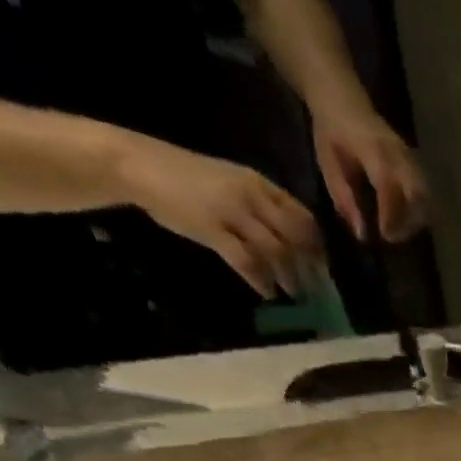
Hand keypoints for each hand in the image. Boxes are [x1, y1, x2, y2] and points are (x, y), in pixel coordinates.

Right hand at [117, 136, 321, 297]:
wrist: (138, 165)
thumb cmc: (189, 178)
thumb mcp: (233, 184)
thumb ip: (263, 207)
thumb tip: (295, 242)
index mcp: (259, 184)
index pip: (303, 217)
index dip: (317, 246)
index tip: (322, 267)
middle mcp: (250, 196)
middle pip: (295, 238)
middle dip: (310, 267)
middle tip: (315, 289)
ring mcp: (231, 212)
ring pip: (276, 252)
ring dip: (289, 278)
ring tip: (294, 294)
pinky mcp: (212, 230)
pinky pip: (247, 262)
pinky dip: (262, 281)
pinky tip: (268, 293)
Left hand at [310, 103, 428, 242]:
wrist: (342, 98)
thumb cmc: (331, 132)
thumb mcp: (328, 164)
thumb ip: (344, 198)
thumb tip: (361, 234)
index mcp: (373, 150)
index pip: (389, 186)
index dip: (391, 215)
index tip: (385, 236)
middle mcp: (397, 154)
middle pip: (417, 195)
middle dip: (409, 222)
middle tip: (392, 237)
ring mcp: (409, 158)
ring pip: (425, 197)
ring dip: (416, 220)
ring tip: (399, 230)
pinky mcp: (415, 164)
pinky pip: (425, 193)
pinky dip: (418, 211)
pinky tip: (404, 218)